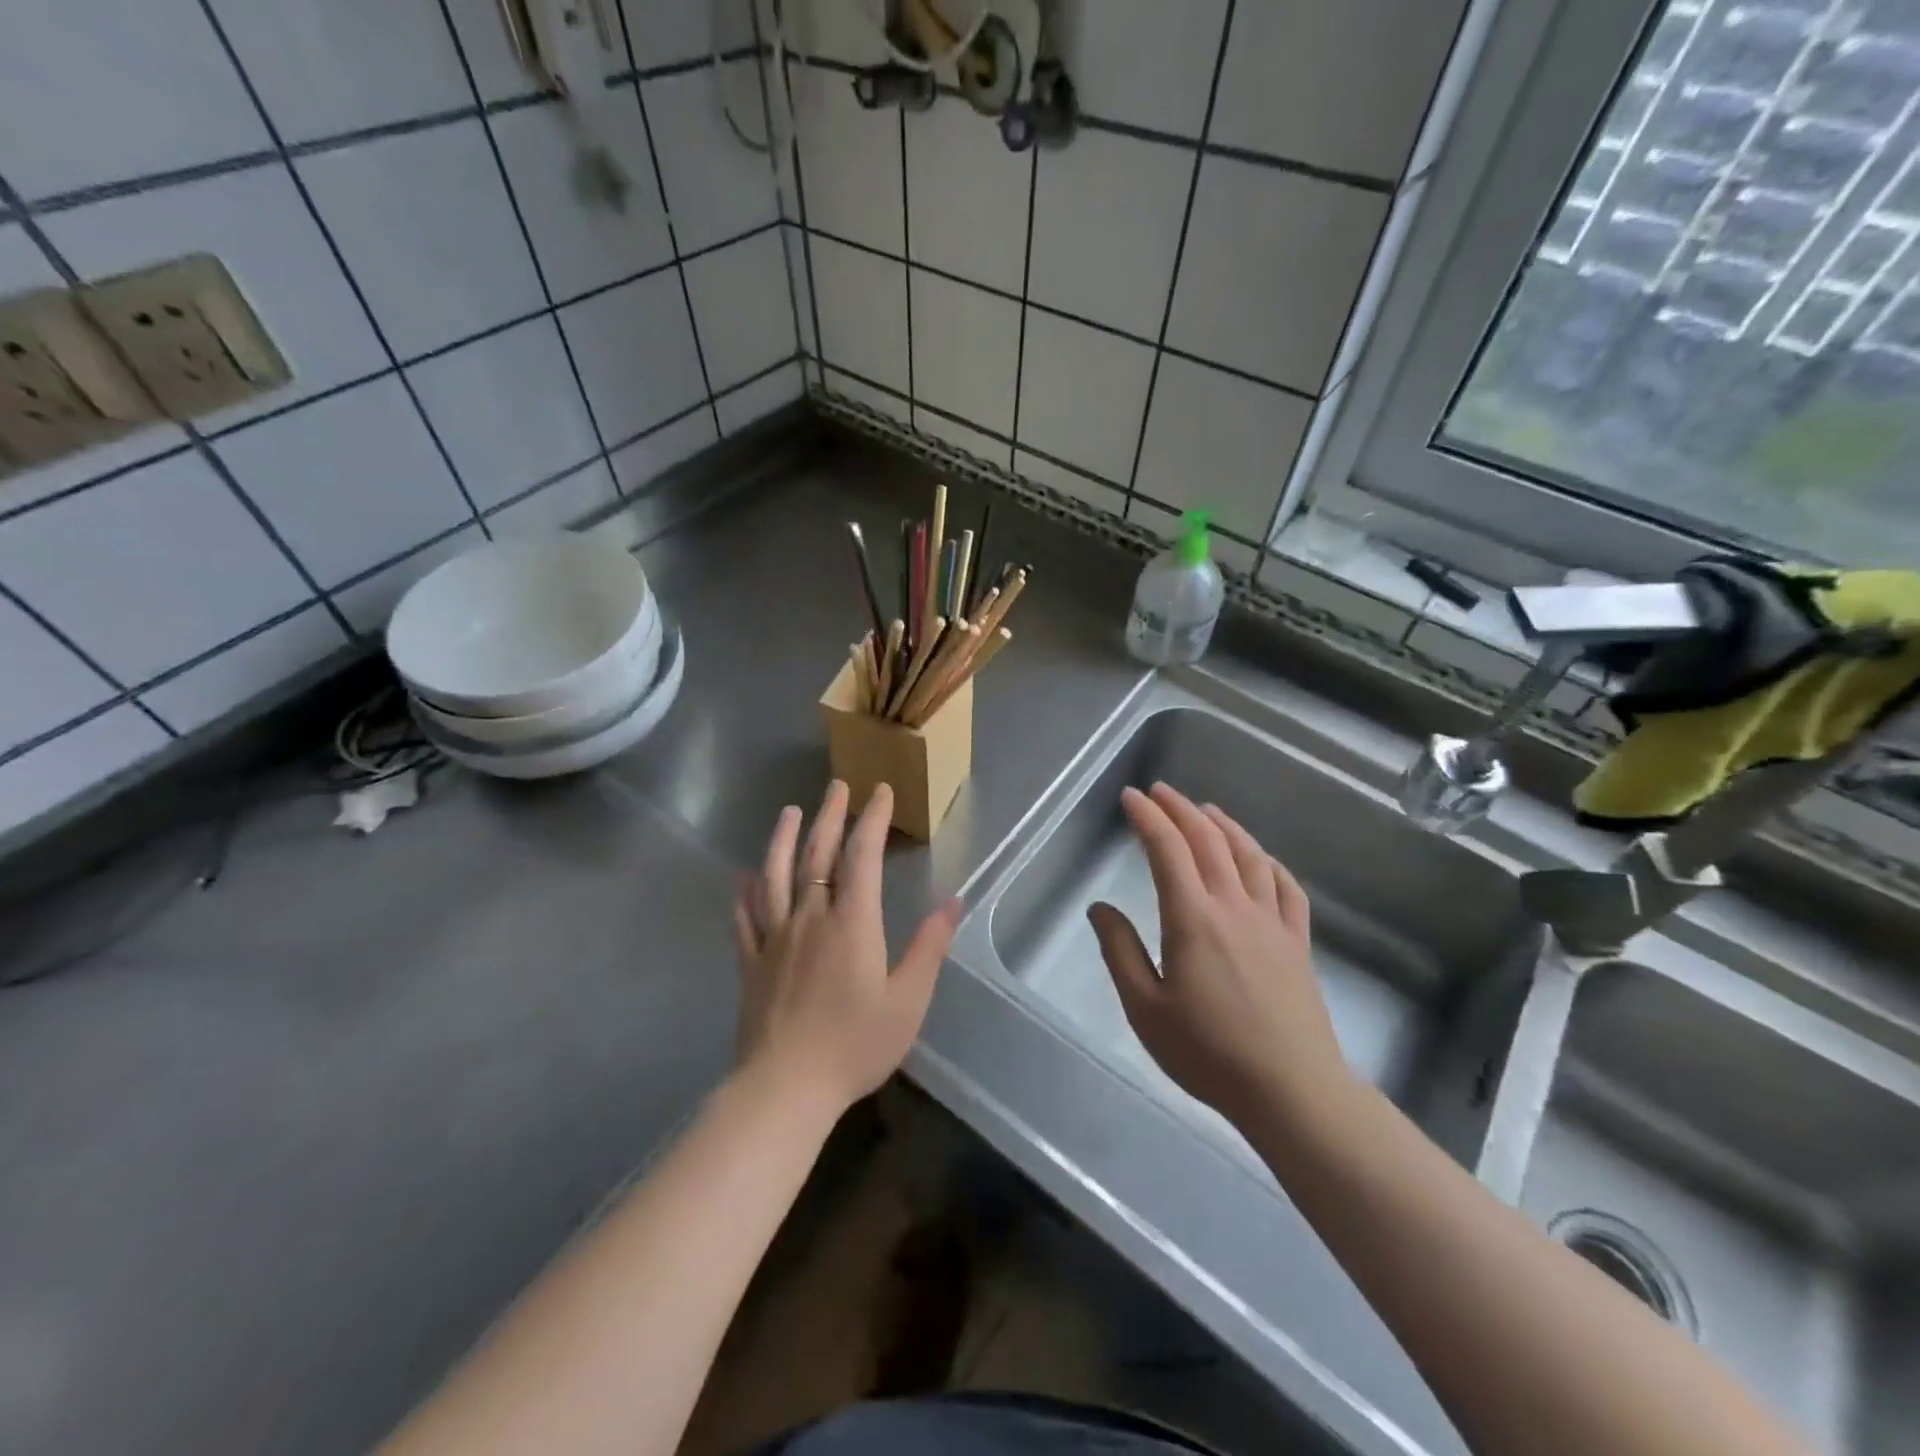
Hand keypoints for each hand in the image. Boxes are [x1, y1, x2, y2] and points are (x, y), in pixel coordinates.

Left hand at [732, 780, 960, 1116]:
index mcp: (851, 923)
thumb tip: (953, 902)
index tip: (879, 791)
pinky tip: (742, 878)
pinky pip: (745, 919)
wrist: (785, 1088)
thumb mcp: (908, 1000)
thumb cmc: (855, 1045)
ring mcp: (775, 939)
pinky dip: (744, 894)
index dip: (871, 820)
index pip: (861, 856)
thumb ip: (929, 947)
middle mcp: (810, 918)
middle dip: (829, 817)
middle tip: (836, 786)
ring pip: (775, 877)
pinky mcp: (750, 964)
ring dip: (781, 840)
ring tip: (788, 812)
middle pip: (817, 856)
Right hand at [1087, 783, 1349, 1128]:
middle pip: (1208, 842)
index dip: (1147, 817)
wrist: (1291, 1090)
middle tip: (1160, 791)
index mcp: (1192, 918)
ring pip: (1249, 856)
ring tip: (1206, 809)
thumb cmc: (1208, 1052)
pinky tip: (1261, 858)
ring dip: (1224, 825)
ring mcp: (1271, 922)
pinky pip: (1286, 887)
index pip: (1167, 850)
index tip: (1130, 797)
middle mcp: (1233, 907)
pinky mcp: (1296, 942)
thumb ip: (1120, 951)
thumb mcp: (1144, 1008)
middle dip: (1181, 809)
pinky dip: (1269, 862)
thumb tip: (1100, 907)